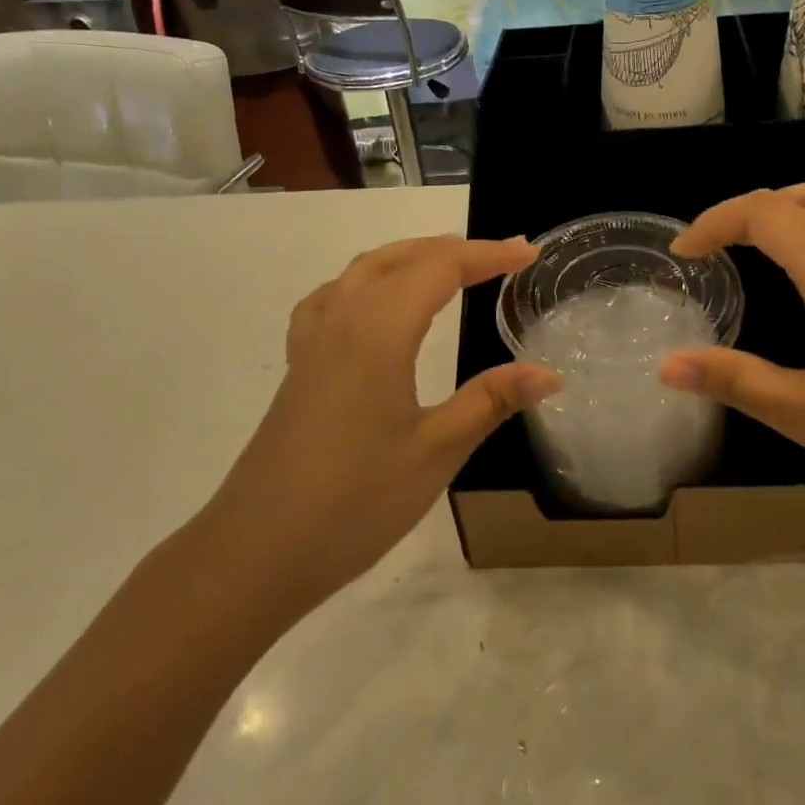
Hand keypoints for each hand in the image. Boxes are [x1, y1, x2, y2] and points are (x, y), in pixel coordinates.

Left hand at [194, 235, 559, 623]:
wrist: (255, 554)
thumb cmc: (354, 502)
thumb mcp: (436, 452)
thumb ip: (491, 401)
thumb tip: (549, 372)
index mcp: (378, 333)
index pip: (440, 269)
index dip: (488, 255)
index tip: (529, 254)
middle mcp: (342, 321)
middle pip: (400, 259)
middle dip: (454, 250)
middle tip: (502, 257)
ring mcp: (313, 343)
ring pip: (363, 271)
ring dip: (410, 257)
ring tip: (447, 267)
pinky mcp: (298, 367)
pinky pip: (334, 297)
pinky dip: (368, 280)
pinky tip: (376, 305)